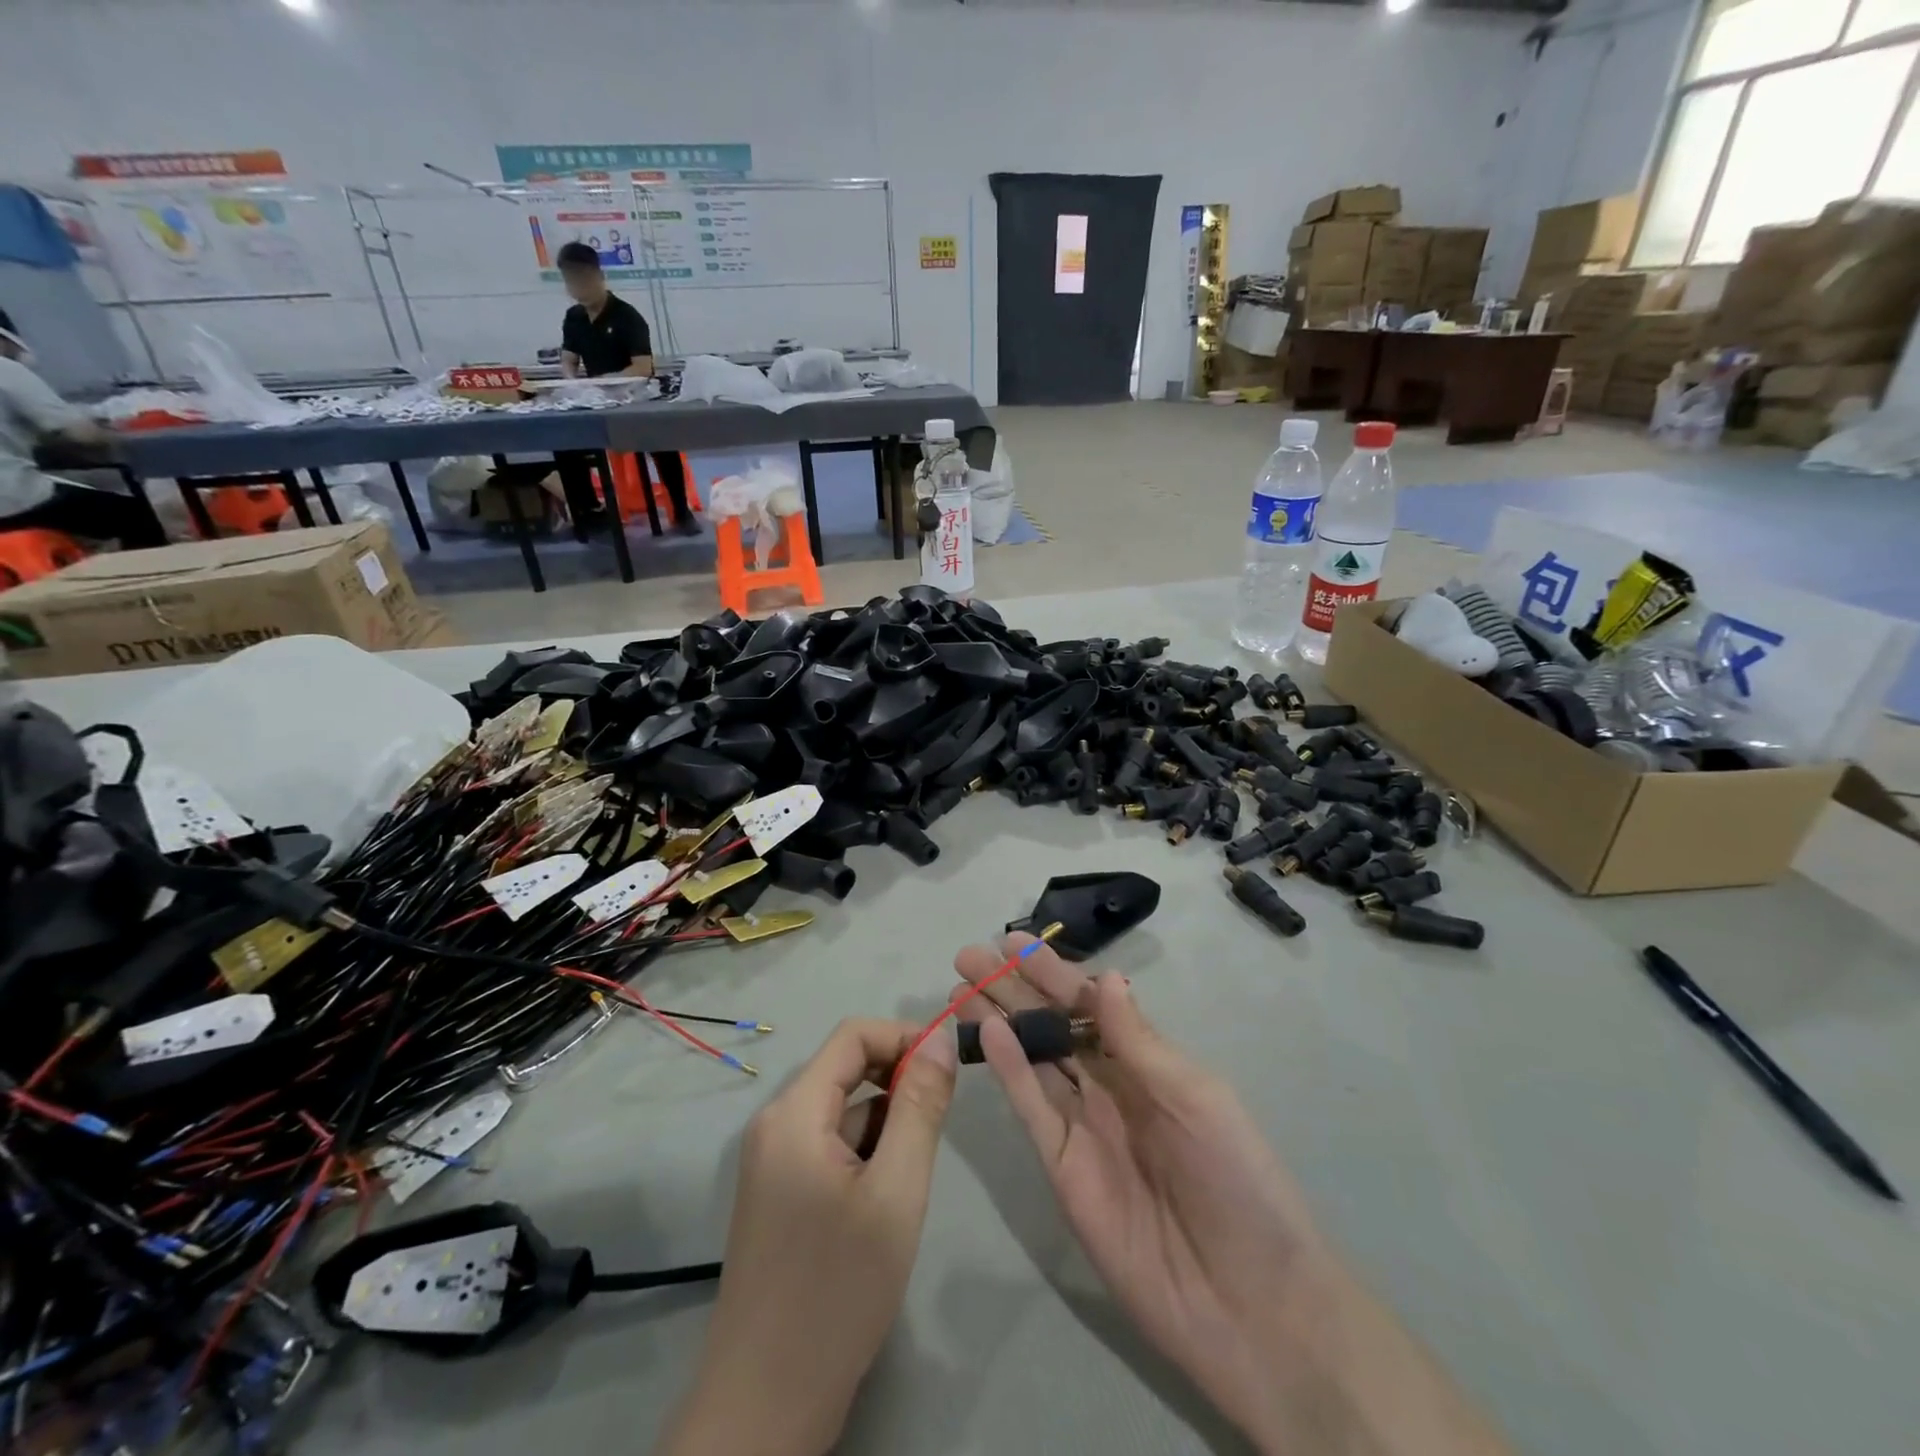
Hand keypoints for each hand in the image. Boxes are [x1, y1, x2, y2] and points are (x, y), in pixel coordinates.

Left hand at [657, 1019, 955, 1455]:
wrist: (766, 1404)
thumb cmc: (837, 1291)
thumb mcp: (896, 1192)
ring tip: (907, 1185)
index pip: (853, 1035)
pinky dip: (864, 1155)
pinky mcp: (778, 1193)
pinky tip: (881, 1207)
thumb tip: (939, 1038)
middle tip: (937, 1129)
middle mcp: (775, 1124)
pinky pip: (829, 1146)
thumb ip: (920, 1107)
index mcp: (794, 1112)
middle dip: (898, 1085)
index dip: (904, 1037)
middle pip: (846, 1071)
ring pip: (842, 1113)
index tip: (949, 1068)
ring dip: (884, 1126)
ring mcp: (772, 1161)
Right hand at [952, 937, 1329, 1450]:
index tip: (1014, 941)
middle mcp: (1110, 1086)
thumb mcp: (1195, 1098)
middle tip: (969, 958)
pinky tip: (987, 1034)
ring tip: (962, 988)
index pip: (1091, 1005)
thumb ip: (1139, 1042)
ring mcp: (1083, 1127)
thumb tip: (1106, 975)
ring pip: (1033, 1059)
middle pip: (1052, 1026)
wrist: (1250, 1305)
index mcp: (1148, 1063)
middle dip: (1013, 989)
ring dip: (999, 1022)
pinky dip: (1009, 1070)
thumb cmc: (1237, 1182)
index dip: (1053, 972)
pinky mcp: (1062, 1168)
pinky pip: (1032, 1108)